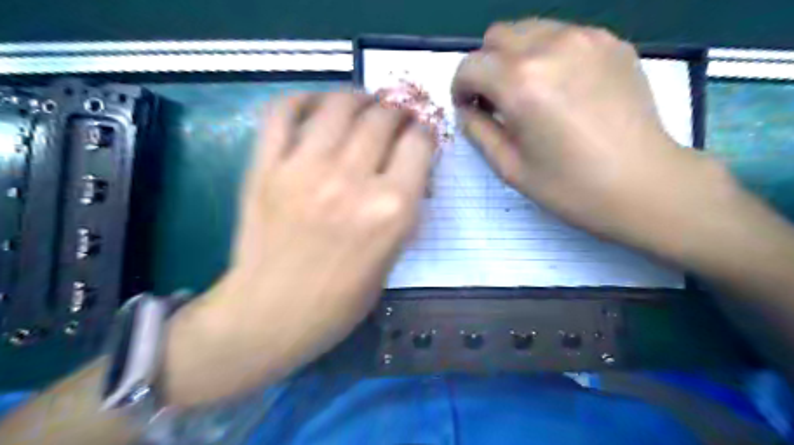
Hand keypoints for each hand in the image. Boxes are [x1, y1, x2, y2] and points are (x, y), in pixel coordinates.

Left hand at [163, 91, 431, 406]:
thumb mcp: (391, 258)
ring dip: (358, 99)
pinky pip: (283, 111)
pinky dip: (303, 99)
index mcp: (391, 208)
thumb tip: (411, 173)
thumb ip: (405, 210)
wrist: (270, 314)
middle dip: (396, 112)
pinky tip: (317, 108)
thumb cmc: (339, 300)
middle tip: (393, 119)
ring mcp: (304, 168)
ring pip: (339, 104)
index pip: (419, 143)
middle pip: (383, 116)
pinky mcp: (265, 167)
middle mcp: (352, 179)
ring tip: (361, 107)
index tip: (419, 136)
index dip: (424, 133)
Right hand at [450, 18, 727, 252]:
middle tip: (497, 100)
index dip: (461, 88)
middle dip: (486, 67)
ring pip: (530, 30)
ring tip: (530, 93)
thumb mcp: (509, 167)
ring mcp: (586, 38)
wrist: (643, 183)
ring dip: (516, 57)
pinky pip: (562, 36)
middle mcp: (550, 47)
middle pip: (497, 36)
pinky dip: (549, 55)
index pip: (470, 65)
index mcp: (520, 82)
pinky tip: (563, 88)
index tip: (470, 109)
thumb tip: (468, 109)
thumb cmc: (569, 185)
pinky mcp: (611, 42)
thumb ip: (478, 130)